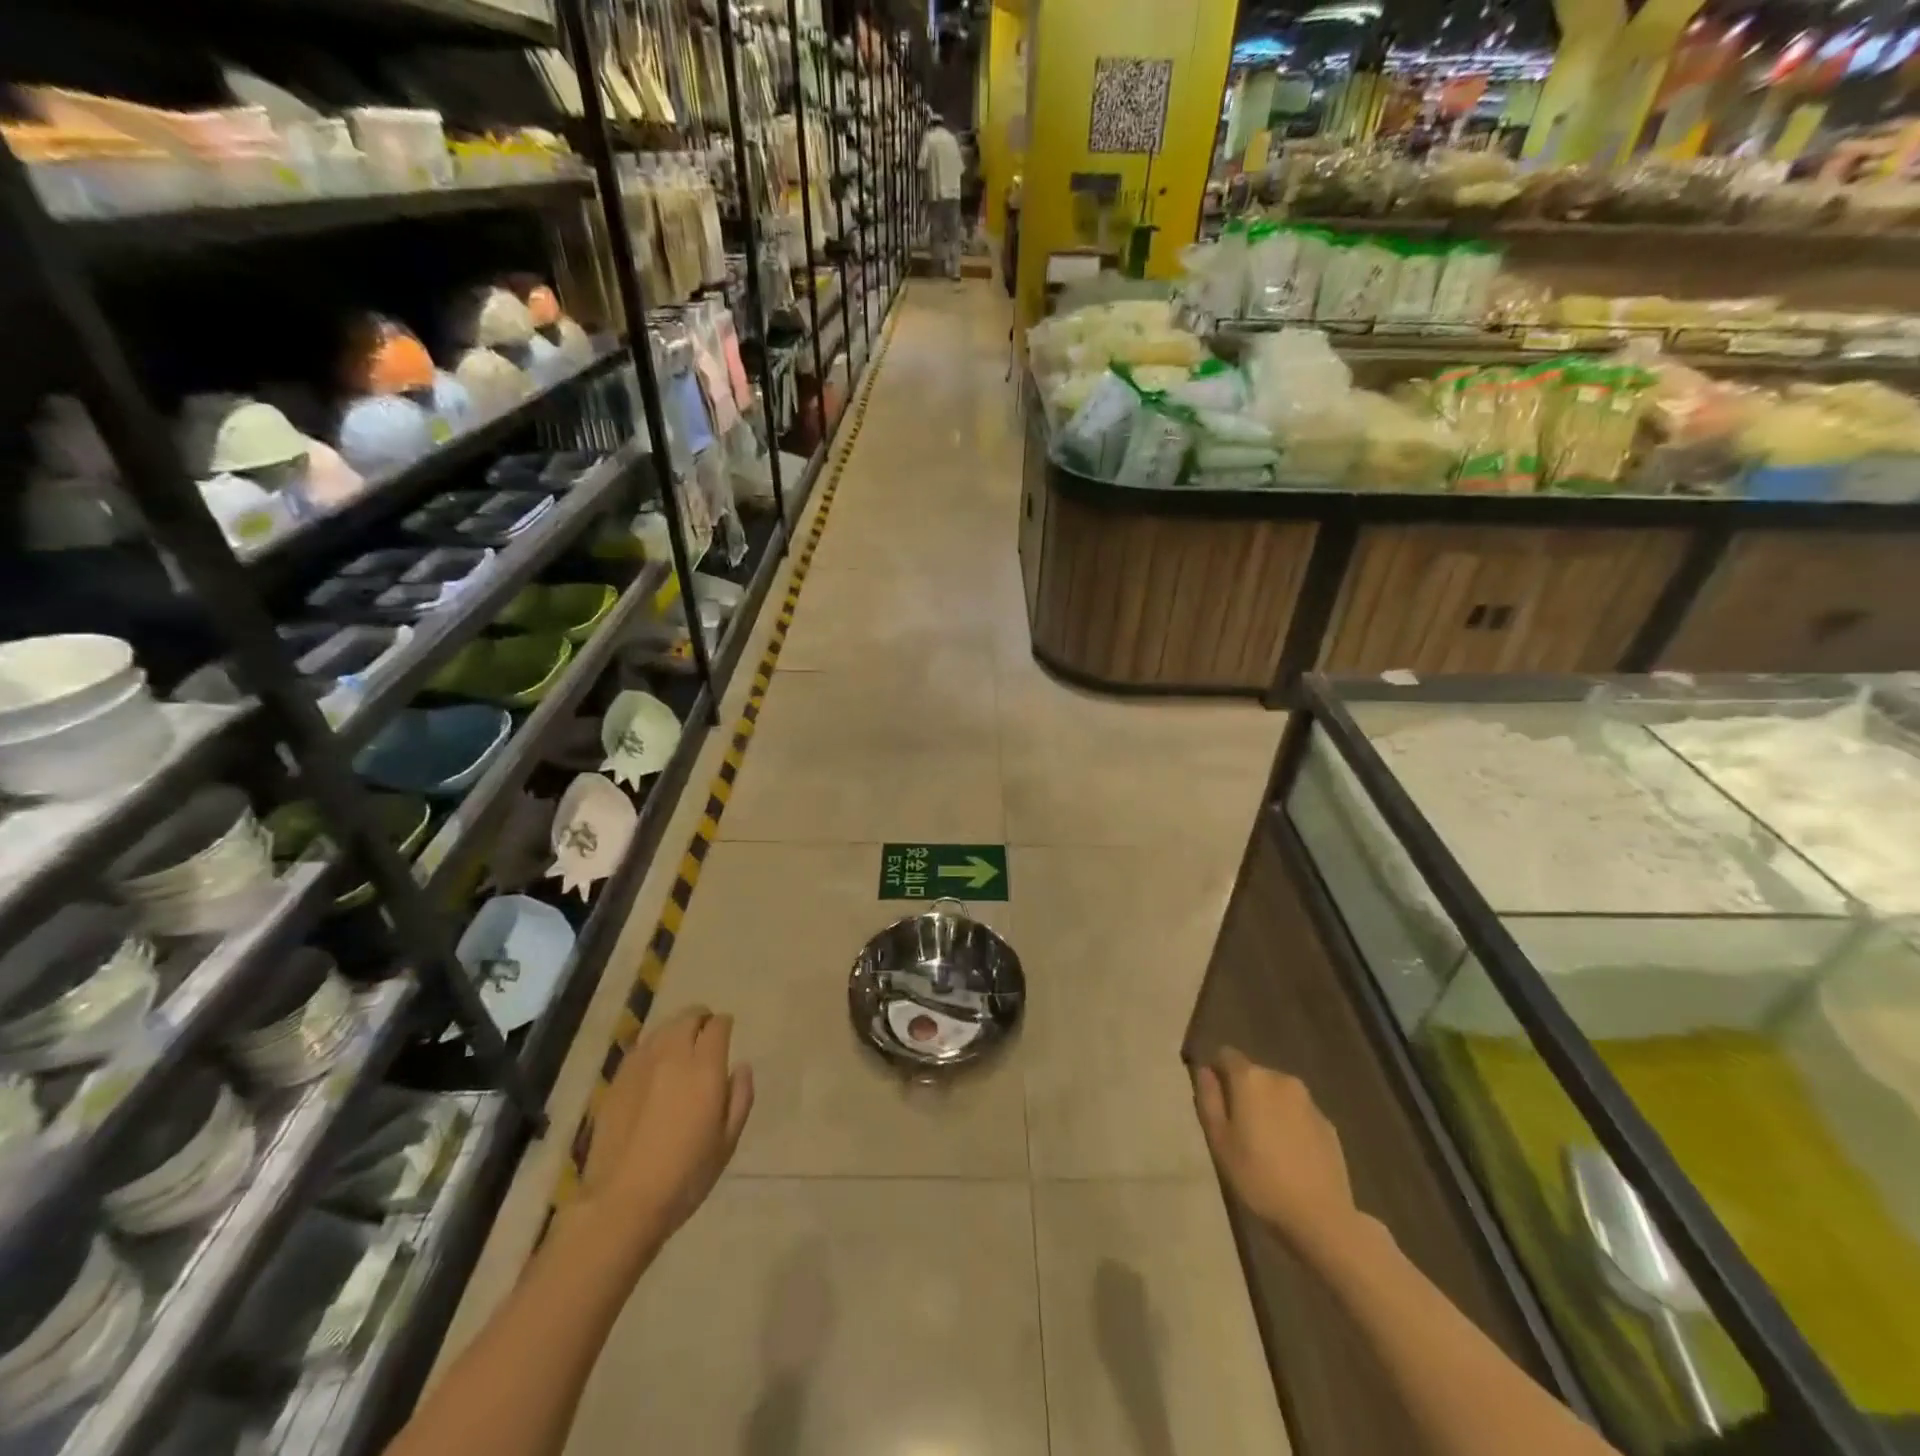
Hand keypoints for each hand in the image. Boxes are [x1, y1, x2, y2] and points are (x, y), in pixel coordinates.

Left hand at [576, 1006, 753, 1254]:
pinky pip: (640, 1049)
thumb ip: (740, 1097)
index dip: (724, 1026)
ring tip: (681, 1048)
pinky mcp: (616, 1081)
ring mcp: (640, 1066)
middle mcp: (672, 1056)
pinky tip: (655, 1068)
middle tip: (705, 1036)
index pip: (717, 1025)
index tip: (727, 1035)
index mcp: (704, 1068)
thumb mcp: (728, 1141)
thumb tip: (741, 1066)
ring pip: (662, 1029)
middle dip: (701, 1020)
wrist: (622, 1202)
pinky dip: (653, 1048)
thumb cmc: (686, 1175)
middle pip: (688, 1017)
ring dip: (676, 1031)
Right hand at [1194, 1048, 1358, 1257]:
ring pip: (1277, 1093)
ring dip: (1267, 1107)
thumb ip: (1209, 1099)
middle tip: (1238, 1130)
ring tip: (1265, 1145)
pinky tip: (1290, 1156)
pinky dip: (1290, 1124)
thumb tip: (1205, 1071)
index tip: (1215, 1102)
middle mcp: (1281, 1079)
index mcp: (1251, 1079)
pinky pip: (1298, 1113)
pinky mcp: (1328, 1123)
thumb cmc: (1259, 1177)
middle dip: (1243, 1092)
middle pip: (1253, 1074)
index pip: (1226, 1054)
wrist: (1320, 1216)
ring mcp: (1309, 1101)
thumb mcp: (1219, 1141)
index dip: (1217, 1073)